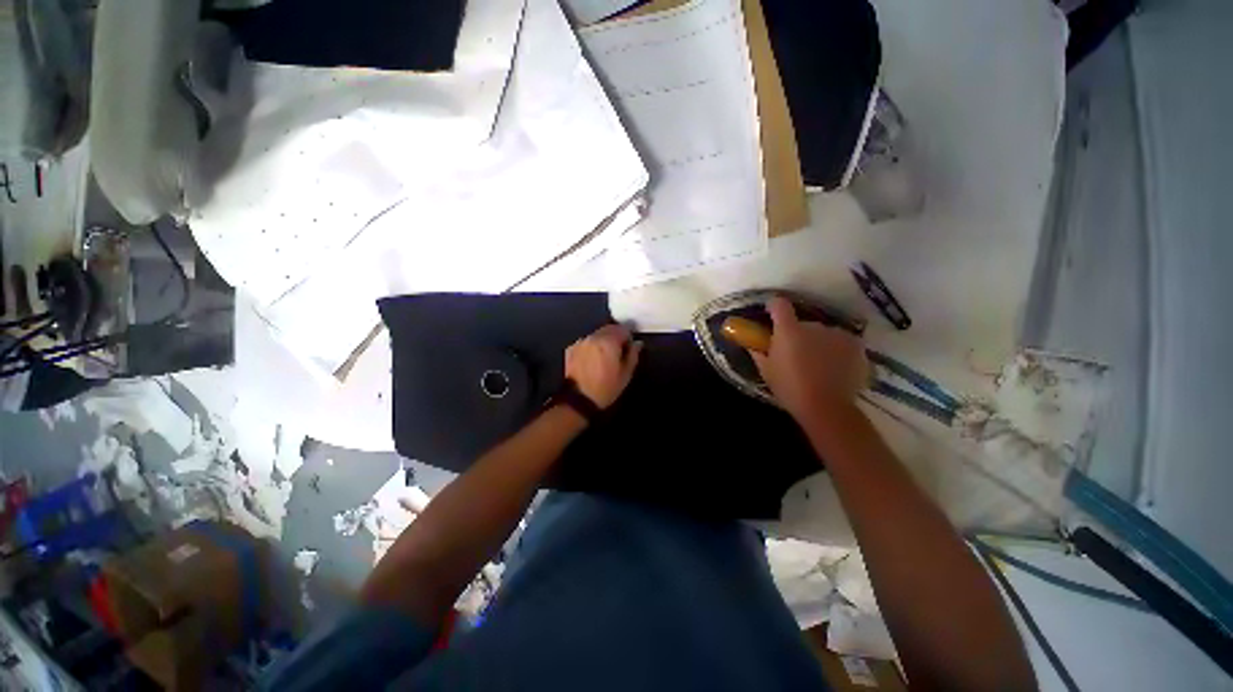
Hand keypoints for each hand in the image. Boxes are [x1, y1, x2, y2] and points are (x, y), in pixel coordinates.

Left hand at [565, 324, 643, 408]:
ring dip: (603, 340)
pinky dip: (591, 346)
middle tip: (618, 353)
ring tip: (604, 357)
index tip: (629, 349)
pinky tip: (591, 360)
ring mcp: (580, 342)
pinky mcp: (571, 348)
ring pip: (596, 334)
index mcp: (609, 341)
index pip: (623, 328)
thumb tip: (637, 343)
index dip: (628, 337)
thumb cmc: (606, 388)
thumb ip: (633, 354)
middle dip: (615, 337)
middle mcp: (593, 337)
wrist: (579, 400)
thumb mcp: (626, 374)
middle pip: (609, 329)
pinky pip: (586, 342)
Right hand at [750, 297, 868, 420]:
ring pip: (823, 333)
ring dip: (818, 343)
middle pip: (803, 323)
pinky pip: (841, 342)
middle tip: (795, 354)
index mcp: (789, 330)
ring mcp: (837, 334)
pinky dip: (837, 350)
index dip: (773, 306)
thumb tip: (752, 343)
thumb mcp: (766, 371)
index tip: (770, 314)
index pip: (779, 304)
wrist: (826, 407)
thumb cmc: (789, 388)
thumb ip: (758, 352)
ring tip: (818, 364)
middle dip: (798, 334)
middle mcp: (814, 326)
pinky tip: (835, 367)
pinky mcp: (855, 345)